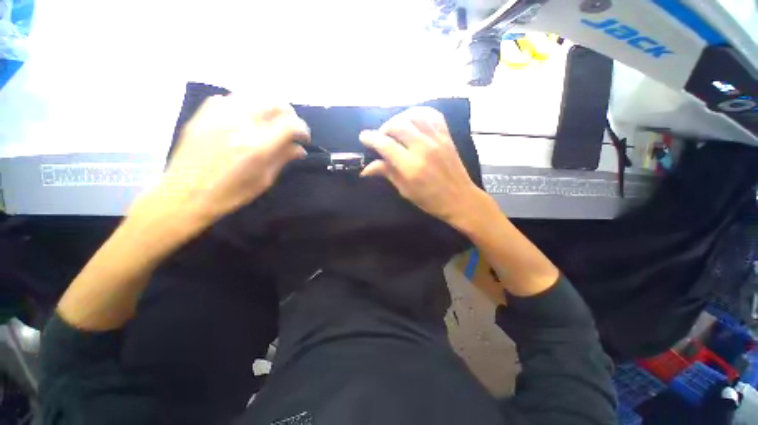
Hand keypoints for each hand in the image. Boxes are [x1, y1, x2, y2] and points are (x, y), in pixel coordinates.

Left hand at [135, 95, 309, 229]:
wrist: (183, 194)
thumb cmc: (229, 194)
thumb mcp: (263, 181)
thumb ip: (282, 159)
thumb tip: (300, 149)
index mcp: (256, 147)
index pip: (290, 125)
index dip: (303, 129)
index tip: (304, 139)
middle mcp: (239, 124)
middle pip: (274, 103)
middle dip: (289, 114)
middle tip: (290, 128)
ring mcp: (218, 115)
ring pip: (253, 95)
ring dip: (268, 107)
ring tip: (270, 121)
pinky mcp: (203, 114)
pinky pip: (229, 98)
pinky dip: (244, 105)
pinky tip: (244, 118)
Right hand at [359, 107, 484, 227]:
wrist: (460, 199)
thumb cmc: (430, 200)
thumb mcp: (405, 191)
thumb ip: (387, 173)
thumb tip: (366, 168)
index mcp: (411, 166)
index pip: (385, 145)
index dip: (371, 138)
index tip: (363, 137)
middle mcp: (423, 148)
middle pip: (397, 125)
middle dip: (384, 128)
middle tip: (381, 137)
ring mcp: (437, 140)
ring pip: (414, 115)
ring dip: (400, 118)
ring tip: (395, 128)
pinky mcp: (447, 136)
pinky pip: (433, 115)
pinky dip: (420, 113)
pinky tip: (414, 120)